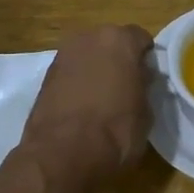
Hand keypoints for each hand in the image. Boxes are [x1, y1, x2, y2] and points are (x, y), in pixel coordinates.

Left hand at [18, 25, 154, 192]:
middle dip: (118, 60)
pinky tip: (82, 107)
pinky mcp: (44, 76)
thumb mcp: (146, 111)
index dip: (146, 58)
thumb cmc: (115, 131)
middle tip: (126, 86)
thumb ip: (143, 86)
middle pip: (110, 43)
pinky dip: (77, 83)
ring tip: (102, 99)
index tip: (149, 77)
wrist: (62, 154)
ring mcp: (63, 55)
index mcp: (119, 40)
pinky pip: (70, 73)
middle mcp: (88, 38)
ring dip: (95, 70)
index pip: (140, 38)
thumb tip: (139, 80)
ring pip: (88, 56)